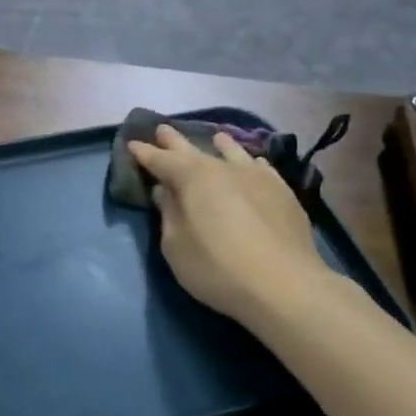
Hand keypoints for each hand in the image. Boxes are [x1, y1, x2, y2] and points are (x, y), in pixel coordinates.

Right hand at [127, 125, 327, 326]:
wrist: (284, 285)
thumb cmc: (217, 269)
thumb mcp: (176, 247)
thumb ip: (169, 215)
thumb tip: (165, 192)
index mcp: (192, 178)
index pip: (161, 160)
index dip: (145, 153)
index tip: (132, 144)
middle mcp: (224, 168)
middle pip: (194, 150)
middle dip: (174, 142)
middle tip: (162, 130)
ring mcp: (257, 177)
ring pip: (233, 152)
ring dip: (219, 144)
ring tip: (215, 137)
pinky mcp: (282, 192)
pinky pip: (260, 167)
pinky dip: (249, 162)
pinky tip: (253, 163)